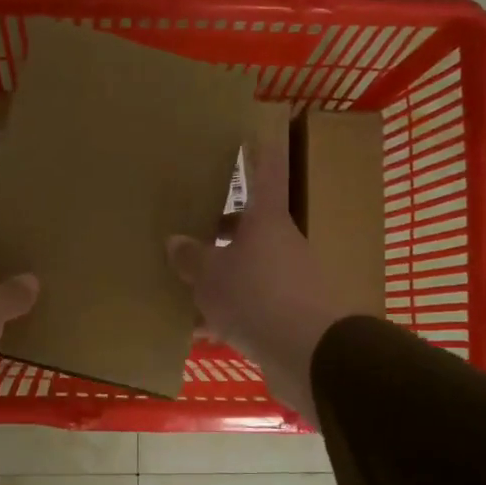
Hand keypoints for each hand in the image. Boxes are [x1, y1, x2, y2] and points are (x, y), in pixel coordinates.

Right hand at [167, 123, 351, 425]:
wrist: (310, 354)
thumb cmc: (256, 297)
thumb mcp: (211, 276)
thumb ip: (192, 258)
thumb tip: (176, 241)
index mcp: (266, 220)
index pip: (266, 171)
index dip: (258, 149)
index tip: (249, 130)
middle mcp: (282, 244)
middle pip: (250, 228)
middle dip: (219, 232)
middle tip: (186, 236)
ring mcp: (289, 280)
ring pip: (248, 270)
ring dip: (220, 279)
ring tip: (181, 291)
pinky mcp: (290, 316)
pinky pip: (252, 307)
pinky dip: (228, 315)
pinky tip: (200, 333)